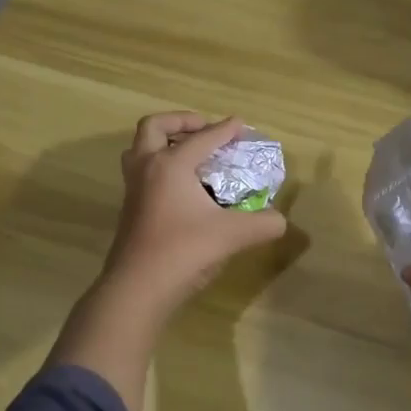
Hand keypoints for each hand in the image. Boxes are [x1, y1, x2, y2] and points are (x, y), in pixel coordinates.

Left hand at [98, 112, 287, 315]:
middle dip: (180, 122)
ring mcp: (134, 189)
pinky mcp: (130, 209)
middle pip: (154, 127)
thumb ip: (263, 223)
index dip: (225, 130)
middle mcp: (147, 168)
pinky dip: (160, 167)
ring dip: (163, 143)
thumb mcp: (232, 235)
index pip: (203, 138)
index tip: (241, 125)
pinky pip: (142, 172)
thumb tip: (281, 220)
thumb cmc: (183, 251)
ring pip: (139, 150)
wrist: (138, 288)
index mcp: (170, 165)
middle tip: (203, 131)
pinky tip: (184, 188)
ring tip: (190, 155)